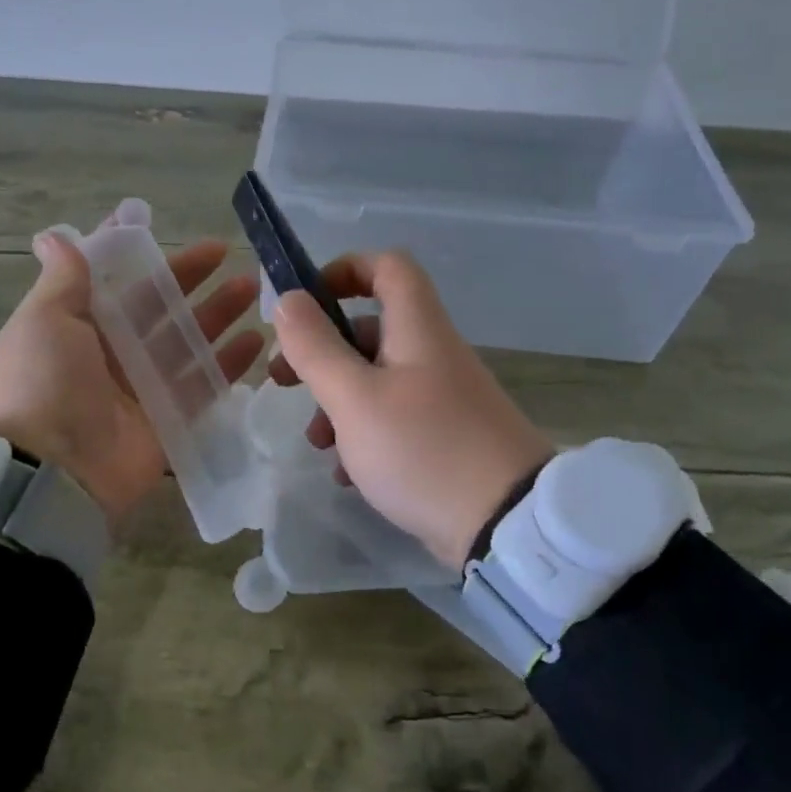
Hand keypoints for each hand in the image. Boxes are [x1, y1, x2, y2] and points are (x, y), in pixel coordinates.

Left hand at [0, 224, 263, 521]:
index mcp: (73, 326)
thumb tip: (53, 236)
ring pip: (184, 343)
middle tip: (227, 252)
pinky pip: (202, 387)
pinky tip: (255, 342)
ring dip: (216, 315)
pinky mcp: (166, 422)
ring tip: (252, 289)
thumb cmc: (41, 384)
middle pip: (155, 308)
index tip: (159, 226)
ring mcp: (139, 390)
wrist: (49, 475)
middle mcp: (106, 354)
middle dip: (189, 280)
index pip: (108, 280)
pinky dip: (227, 366)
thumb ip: (62, 281)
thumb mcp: (42, 321)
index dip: (133, 254)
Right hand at [268, 250, 551, 569]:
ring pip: (377, 380)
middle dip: (322, 351)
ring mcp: (442, 398)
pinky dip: (363, 435)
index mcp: (418, 329)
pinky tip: (346, 473)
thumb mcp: (355, 398)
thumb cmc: (423, 449)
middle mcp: (433, 354)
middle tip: (284, 380)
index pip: (387, 266)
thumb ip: (316, 347)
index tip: (304, 304)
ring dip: (337, 402)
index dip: (344, 270)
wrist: (506, 525)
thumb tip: (287, 299)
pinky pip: (394, 420)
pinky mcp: (445, 438)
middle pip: (371, 329)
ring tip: (316, 441)